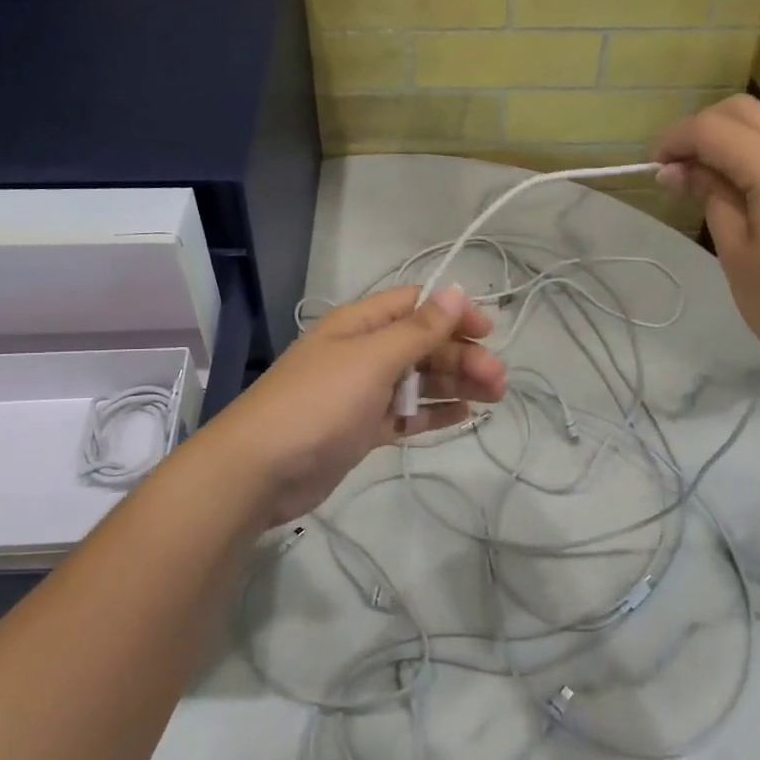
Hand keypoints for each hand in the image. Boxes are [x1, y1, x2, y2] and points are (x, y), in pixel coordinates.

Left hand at [202, 284, 507, 527]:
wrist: (259, 470)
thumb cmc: (318, 403)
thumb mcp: (372, 359)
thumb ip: (418, 329)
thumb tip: (456, 289)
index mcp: (360, 325)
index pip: (416, 306)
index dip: (453, 313)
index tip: (489, 332)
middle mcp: (362, 353)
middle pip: (422, 345)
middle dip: (462, 357)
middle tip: (499, 382)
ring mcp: (361, 393)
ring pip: (418, 381)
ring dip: (455, 384)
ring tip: (495, 397)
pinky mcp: (361, 430)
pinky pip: (405, 414)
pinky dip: (433, 412)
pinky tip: (464, 416)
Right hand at [652, 95, 759, 384]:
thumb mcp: (736, 253)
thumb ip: (710, 197)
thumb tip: (679, 170)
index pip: (715, 128)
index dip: (676, 140)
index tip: (651, 168)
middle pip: (742, 110)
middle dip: (699, 129)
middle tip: (673, 169)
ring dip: (725, 137)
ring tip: (698, 177)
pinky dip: (751, 149)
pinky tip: (734, 184)